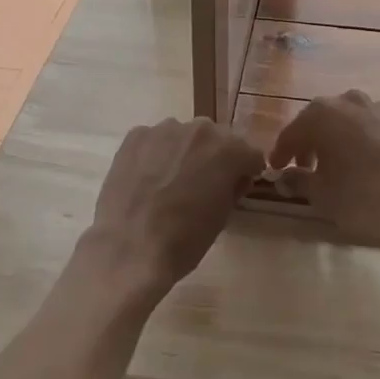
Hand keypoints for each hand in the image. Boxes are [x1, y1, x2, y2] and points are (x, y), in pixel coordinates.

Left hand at [81, 118, 262, 304]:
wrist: (130, 249)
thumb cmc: (185, 240)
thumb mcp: (223, 217)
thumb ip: (232, 186)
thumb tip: (231, 178)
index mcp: (228, 150)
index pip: (249, 153)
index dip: (245, 171)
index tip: (236, 187)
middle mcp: (200, 129)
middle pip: (216, 139)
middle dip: (214, 158)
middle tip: (201, 186)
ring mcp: (164, 129)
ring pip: (184, 136)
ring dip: (184, 152)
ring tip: (169, 182)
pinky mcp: (135, 135)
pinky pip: (155, 140)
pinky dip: (156, 153)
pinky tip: (147, 179)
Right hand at [269, 91, 379, 252]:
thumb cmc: (365, 197)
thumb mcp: (323, 196)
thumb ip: (298, 182)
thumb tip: (282, 177)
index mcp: (322, 114)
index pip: (292, 132)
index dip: (281, 152)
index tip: (276, 169)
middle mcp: (350, 101)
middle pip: (322, 120)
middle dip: (311, 143)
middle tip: (307, 168)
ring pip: (352, 121)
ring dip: (341, 139)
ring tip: (342, 166)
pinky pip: (377, 128)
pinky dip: (368, 142)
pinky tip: (373, 165)